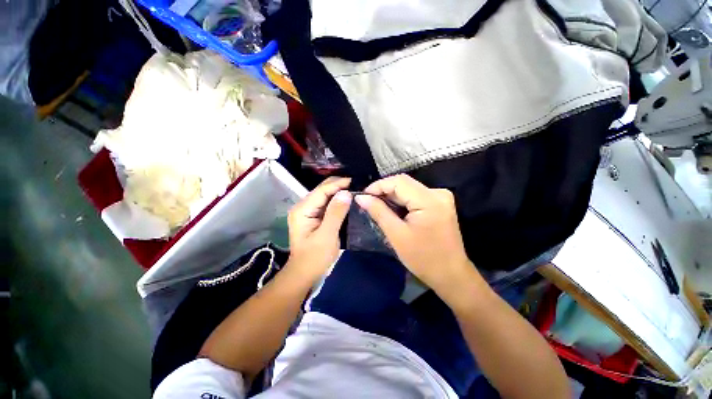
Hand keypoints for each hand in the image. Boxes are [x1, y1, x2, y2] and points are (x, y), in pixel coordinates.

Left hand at [287, 177, 351, 281]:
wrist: (304, 273)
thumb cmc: (315, 258)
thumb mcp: (327, 236)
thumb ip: (336, 213)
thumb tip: (346, 193)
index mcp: (302, 210)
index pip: (322, 190)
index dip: (338, 184)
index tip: (355, 180)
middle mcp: (303, 206)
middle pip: (322, 190)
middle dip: (339, 186)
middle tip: (358, 185)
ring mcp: (307, 211)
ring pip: (325, 196)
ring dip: (339, 192)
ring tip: (355, 189)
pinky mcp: (313, 216)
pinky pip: (326, 204)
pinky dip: (337, 201)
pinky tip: (347, 200)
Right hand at [355, 175, 474, 298]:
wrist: (450, 274)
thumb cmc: (423, 258)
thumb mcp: (396, 235)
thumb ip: (378, 211)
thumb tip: (361, 197)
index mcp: (429, 200)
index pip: (399, 181)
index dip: (378, 186)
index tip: (363, 196)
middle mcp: (438, 193)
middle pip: (404, 183)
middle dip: (384, 191)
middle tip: (368, 203)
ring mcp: (441, 197)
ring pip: (409, 189)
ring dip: (392, 196)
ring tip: (377, 207)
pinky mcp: (440, 203)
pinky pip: (415, 195)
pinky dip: (402, 201)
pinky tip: (393, 211)